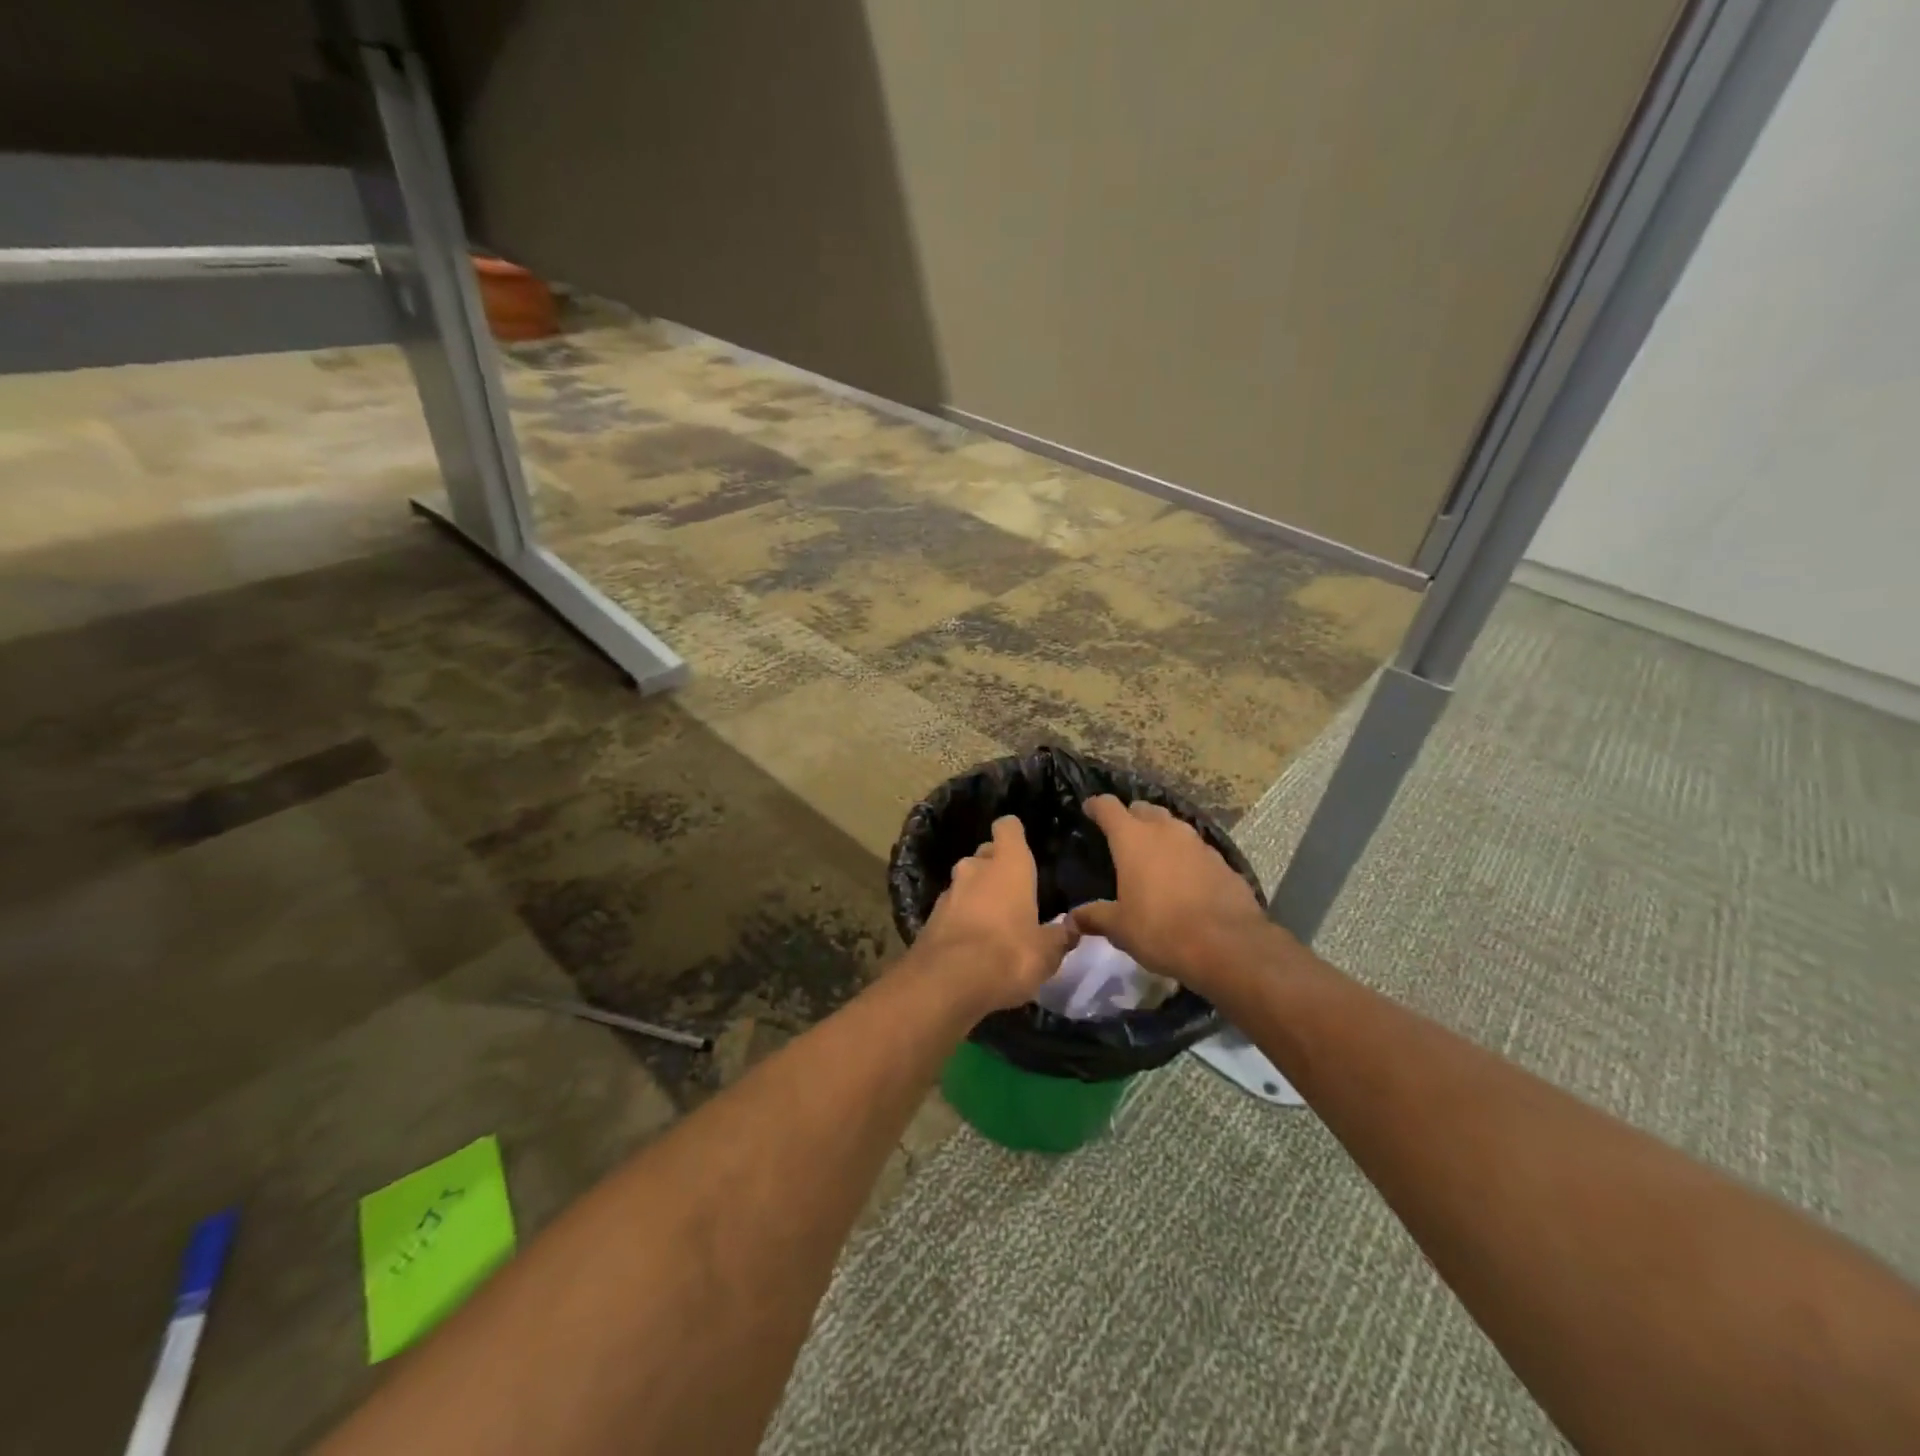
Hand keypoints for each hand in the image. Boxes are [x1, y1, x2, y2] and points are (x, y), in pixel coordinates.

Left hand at [914, 816, 1075, 1012]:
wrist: (948, 982)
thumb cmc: (1009, 955)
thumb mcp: (1047, 952)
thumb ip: (1060, 936)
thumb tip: (1072, 928)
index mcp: (1008, 865)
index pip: (1008, 827)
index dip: (1014, 834)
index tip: (1022, 847)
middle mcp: (975, 868)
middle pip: (985, 854)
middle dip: (996, 867)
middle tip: (1013, 892)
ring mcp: (948, 891)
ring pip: (966, 882)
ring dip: (977, 895)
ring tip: (994, 921)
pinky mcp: (930, 917)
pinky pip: (952, 909)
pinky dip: (961, 918)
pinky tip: (972, 943)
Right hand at [1071, 796, 1278, 993]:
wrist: (1228, 946)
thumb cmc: (1161, 930)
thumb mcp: (1120, 928)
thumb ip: (1095, 917)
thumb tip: (1073, 918)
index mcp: (1133, 839)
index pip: (1108, 807)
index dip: (1096, 806)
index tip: (1089, 809)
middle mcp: (1166, 831)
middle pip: (1144, 809)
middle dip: (1131, 817)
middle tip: (1122, 835)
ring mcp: (1198, 843)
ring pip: (1173, 826)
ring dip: (1161, 835)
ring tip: (1153, 856)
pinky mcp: (1222, 862)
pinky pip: (1196, 850)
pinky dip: (1185, 857)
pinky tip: (1184, 879)